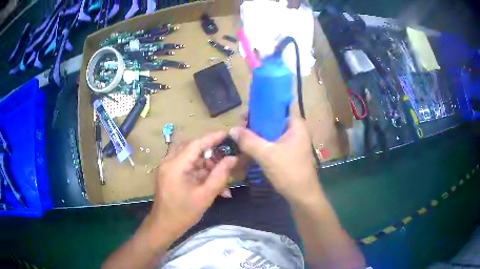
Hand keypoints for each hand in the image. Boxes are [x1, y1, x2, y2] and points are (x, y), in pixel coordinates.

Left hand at [147, 131, 237, 239]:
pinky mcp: (168, 173)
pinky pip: (185, 164)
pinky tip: (208, 178)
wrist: (164, 225)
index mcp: (175, 165)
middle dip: (209, 151)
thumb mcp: (205, 195)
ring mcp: (167, 167)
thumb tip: (233, 158)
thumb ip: (220, 175)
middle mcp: (169, 161)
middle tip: (224, 157)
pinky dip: (197, 168)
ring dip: (204, 161)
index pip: (196, 144)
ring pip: (188, 155)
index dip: (212, 138)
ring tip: (218, 171)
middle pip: (191, 147)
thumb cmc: (184, 213)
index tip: (227, 134)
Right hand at [230, 117, 321, 203]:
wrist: (302, 195)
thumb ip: (248, 140)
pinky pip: (273, 144)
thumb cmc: (288, 171)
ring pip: (272, 134)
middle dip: (255, 125)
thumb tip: (232, 129)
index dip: (258, 111)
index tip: (243, 117)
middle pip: (272, 122)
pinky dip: (263, 146)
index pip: (275, 109)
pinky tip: (251, 150)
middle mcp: (296, 131)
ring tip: (242, 140)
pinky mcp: (289, 153)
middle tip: (240, 131)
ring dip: (257, 137)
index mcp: (296, 125)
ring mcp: (293, 143)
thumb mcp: (266, 154)